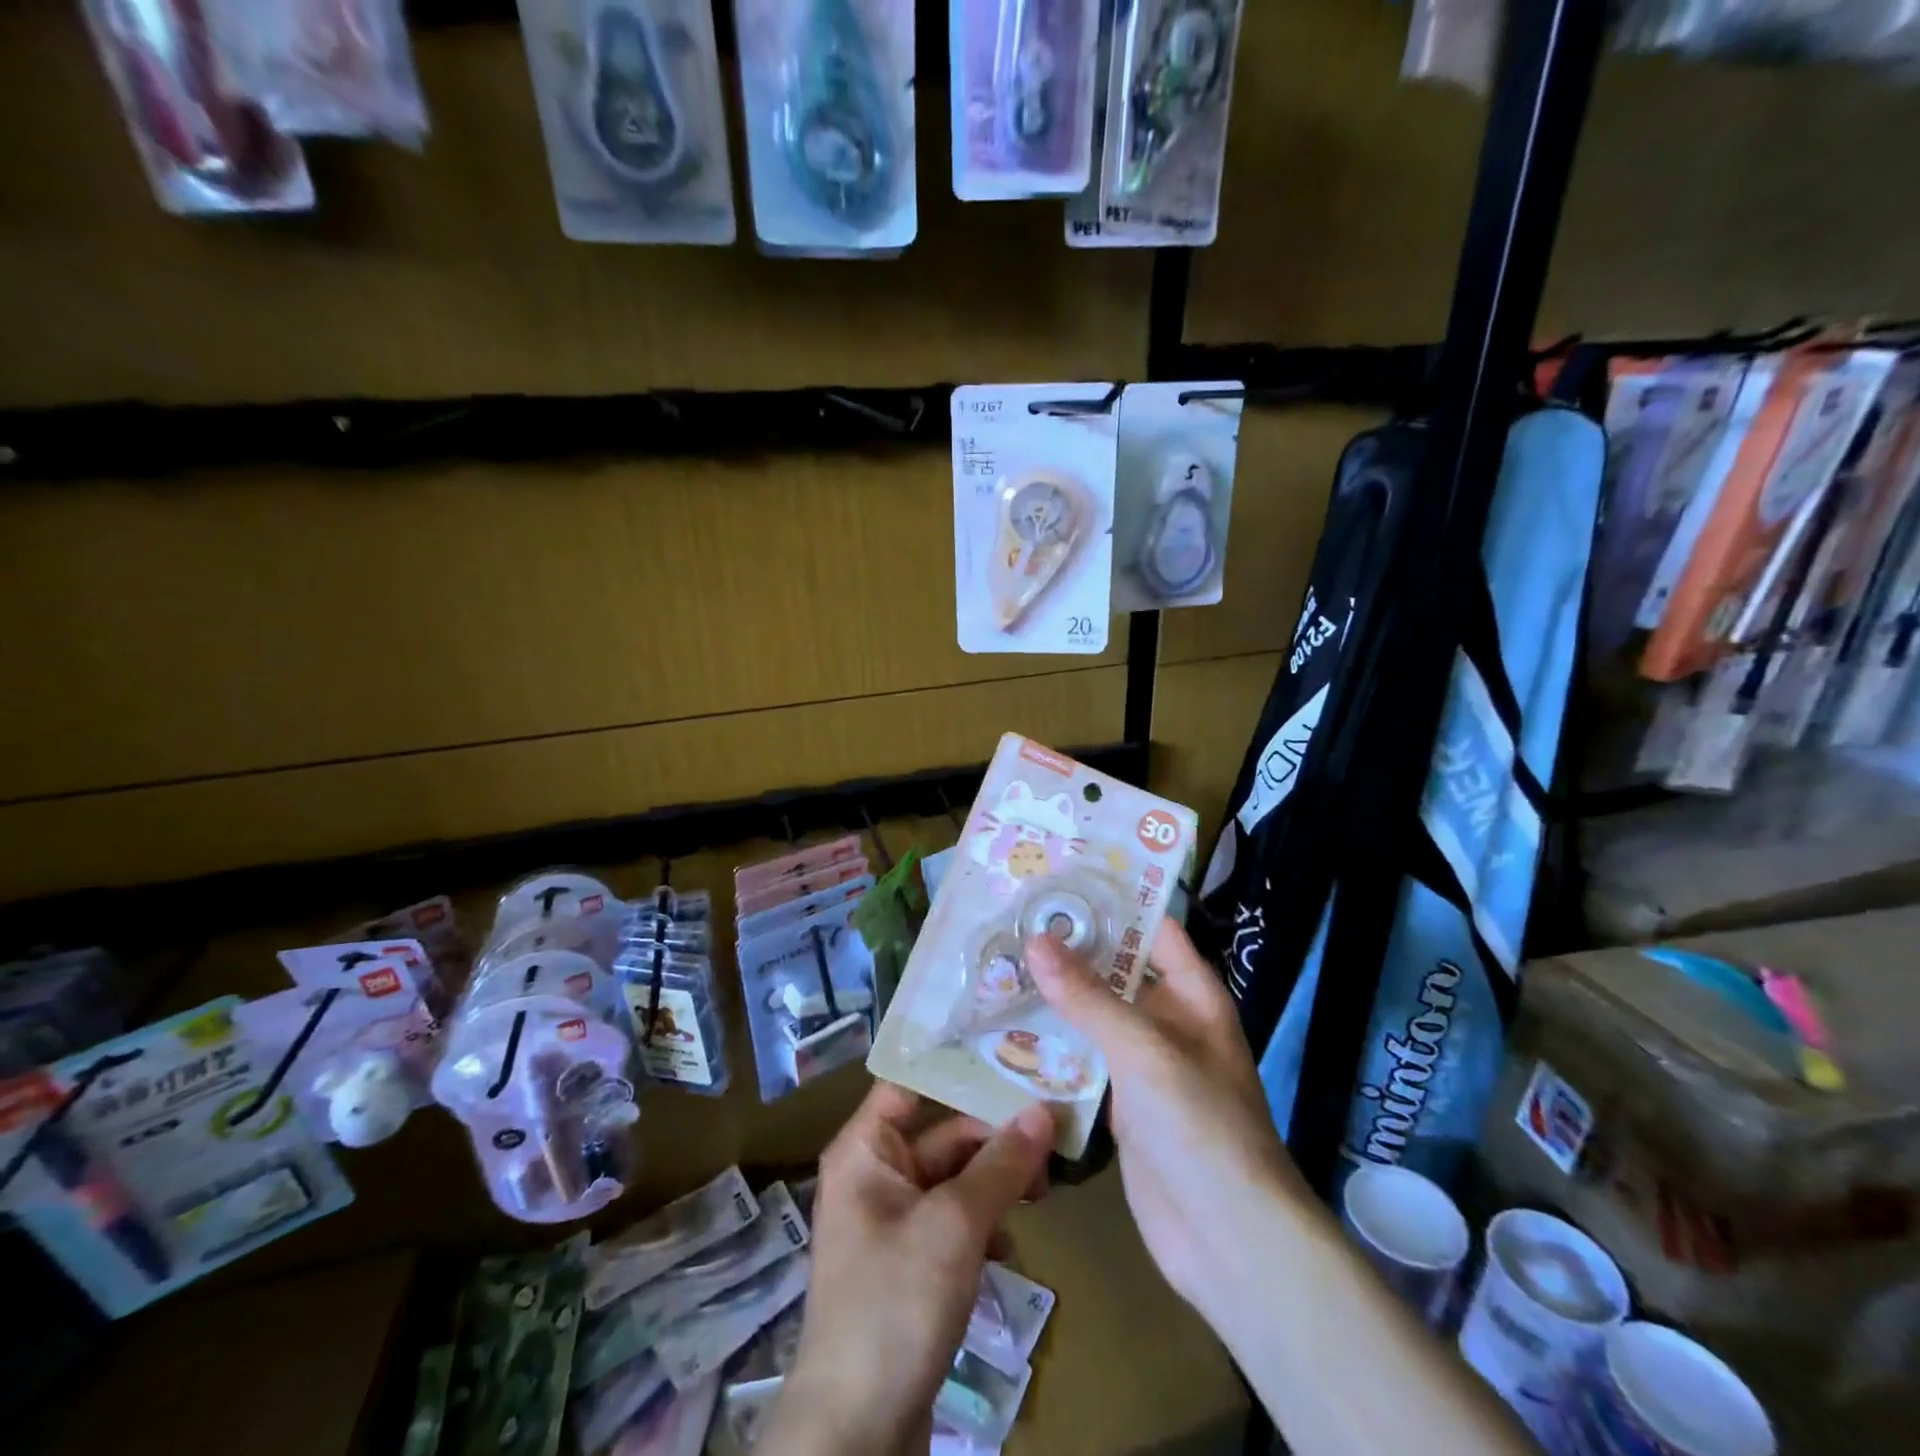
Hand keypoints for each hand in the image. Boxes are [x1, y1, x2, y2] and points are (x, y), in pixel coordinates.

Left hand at [765, 1083, 1054, 1455]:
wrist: (856, 1431)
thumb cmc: (895, 1303)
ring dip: (996, 1183)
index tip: (1013, 1053)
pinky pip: (953, 1220)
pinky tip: (1012, 1246)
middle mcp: (875, 1173)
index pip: (911, 1081)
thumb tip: (1044, 1109)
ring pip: (954, 1178)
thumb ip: (1001, 1165)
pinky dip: (984, 1224)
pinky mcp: (911, 1261)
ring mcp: (893, 1219)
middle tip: (1052, 1138)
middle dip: (994, 1138)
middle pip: (943, 1132)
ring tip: (1042, 1192)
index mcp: (866, 1149)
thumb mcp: (955, 1226)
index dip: (958, 1067)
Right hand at [1024, 920, 1305, 1329]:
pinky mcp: (1121, 1105)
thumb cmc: (1200, 1124)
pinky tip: (1006, 1028)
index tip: (1058, 878)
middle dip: (1071, 949)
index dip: (1113, 901)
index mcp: (1192, 994)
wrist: (1228, 1239)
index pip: (1152, 929)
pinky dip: (1053, 1046)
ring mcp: (1144, 1065)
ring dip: (1055, 997)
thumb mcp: (1144, 1049)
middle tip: (1011, 919)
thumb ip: (1088, 996)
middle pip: (1116, 971)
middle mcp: (1168, 1021)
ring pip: (1095, 1016)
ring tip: (997, 962)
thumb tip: (1036, 940)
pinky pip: (1084, 1061)